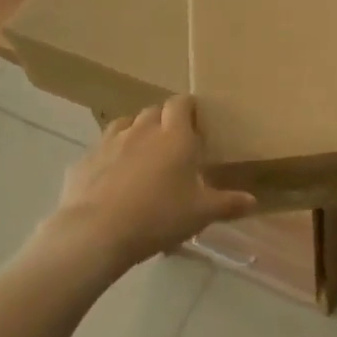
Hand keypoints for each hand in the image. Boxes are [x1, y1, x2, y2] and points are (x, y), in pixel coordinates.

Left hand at [34, 97, 255, 274]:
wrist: (96, 233)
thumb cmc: (159, 216)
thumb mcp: (201, 214)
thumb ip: (228, 204)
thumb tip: (253, 202)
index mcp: (174, 136)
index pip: (181, 104)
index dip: (188, 107)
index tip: (195, 120)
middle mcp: (141, 130)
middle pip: (153, 111)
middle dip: (163, 120)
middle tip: (173, 143)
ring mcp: (108, 143)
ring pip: (124, 125)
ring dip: (135, 133)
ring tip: (142, 155)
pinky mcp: (83, 161)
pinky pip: (100, 151)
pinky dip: (109, 158)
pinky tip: (111, 179)